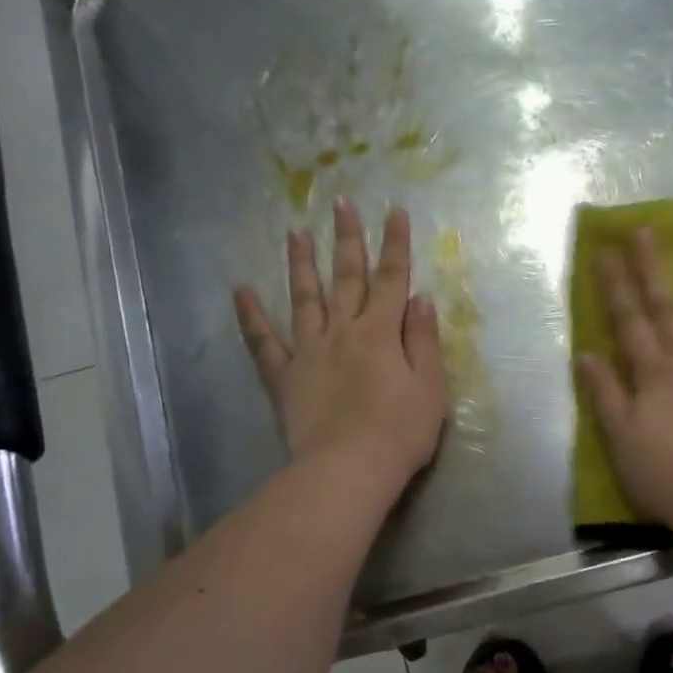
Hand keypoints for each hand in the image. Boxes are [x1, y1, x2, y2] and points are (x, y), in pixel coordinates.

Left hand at [235, 200, 446, 497]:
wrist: (349, 469)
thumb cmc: (400, 433)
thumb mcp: (430, 387)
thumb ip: (424, 340)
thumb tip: (421, 298)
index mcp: (381, 333)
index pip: (391, 279)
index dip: (395, 245)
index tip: (394, 211)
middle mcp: (343, 332)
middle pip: (346, 278)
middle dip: (346, 240)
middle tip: (339, 204)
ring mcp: (309, 352)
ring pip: (305, 299)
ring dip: (301, 264)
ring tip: (294, 232)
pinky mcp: (285, 377)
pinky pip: (264, 343)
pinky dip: (251, 317)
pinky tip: (241, 292)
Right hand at [577, 229, 672, 530]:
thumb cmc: (664, 477)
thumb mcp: (620, 439)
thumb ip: (605, 395)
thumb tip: (586, 354)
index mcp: (653, 376)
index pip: (628, 324)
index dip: (615, 288)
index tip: (606, 252)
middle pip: (667, 310)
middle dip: (653, 270)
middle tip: (646, 231)